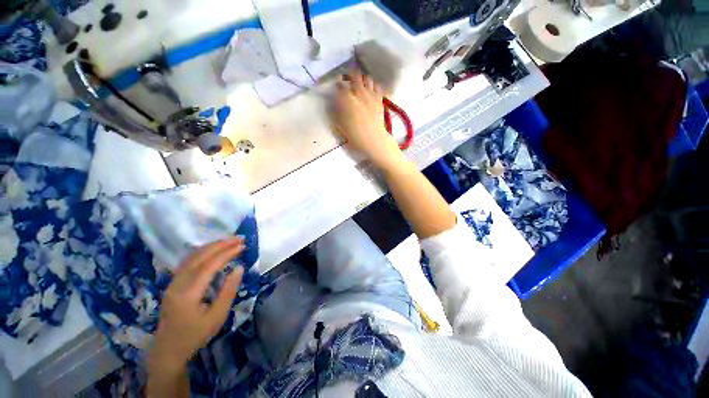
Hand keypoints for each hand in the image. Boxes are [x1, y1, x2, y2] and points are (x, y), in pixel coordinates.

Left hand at [149, 239, 244, 372]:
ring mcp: (172, 283)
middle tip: (239, 239)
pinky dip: (203, 252)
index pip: (209, 266)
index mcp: (188, 294)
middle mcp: (177, 284)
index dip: (227, 253)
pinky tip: (213, 250)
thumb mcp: (217, 317)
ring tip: (229, 241)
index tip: (242, 246)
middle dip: (220, 245)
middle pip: (199, 257)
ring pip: (191, 257)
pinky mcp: (172, 284)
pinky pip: (188, 262)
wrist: (168, 350)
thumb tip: (239, 267)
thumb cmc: (195, 335)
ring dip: (212, 246)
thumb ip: (229, 291)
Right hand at [333, 69, 402, 168]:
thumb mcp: (340, 125)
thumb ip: (336, 112)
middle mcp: (358, 92)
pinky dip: (373, 85)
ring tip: (360, 85)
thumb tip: (336, 103)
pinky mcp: (379, 98)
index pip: (340, 85)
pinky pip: (377, 85)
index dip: (337, 84)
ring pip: (367, 77)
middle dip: (349, 75)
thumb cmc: (355, 135)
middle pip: (354, 75)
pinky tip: (371, 91)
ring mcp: (370, 94)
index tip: (337, 86)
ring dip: (362, 79)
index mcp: (346, 99)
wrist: (373, 139)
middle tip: (348, 80)